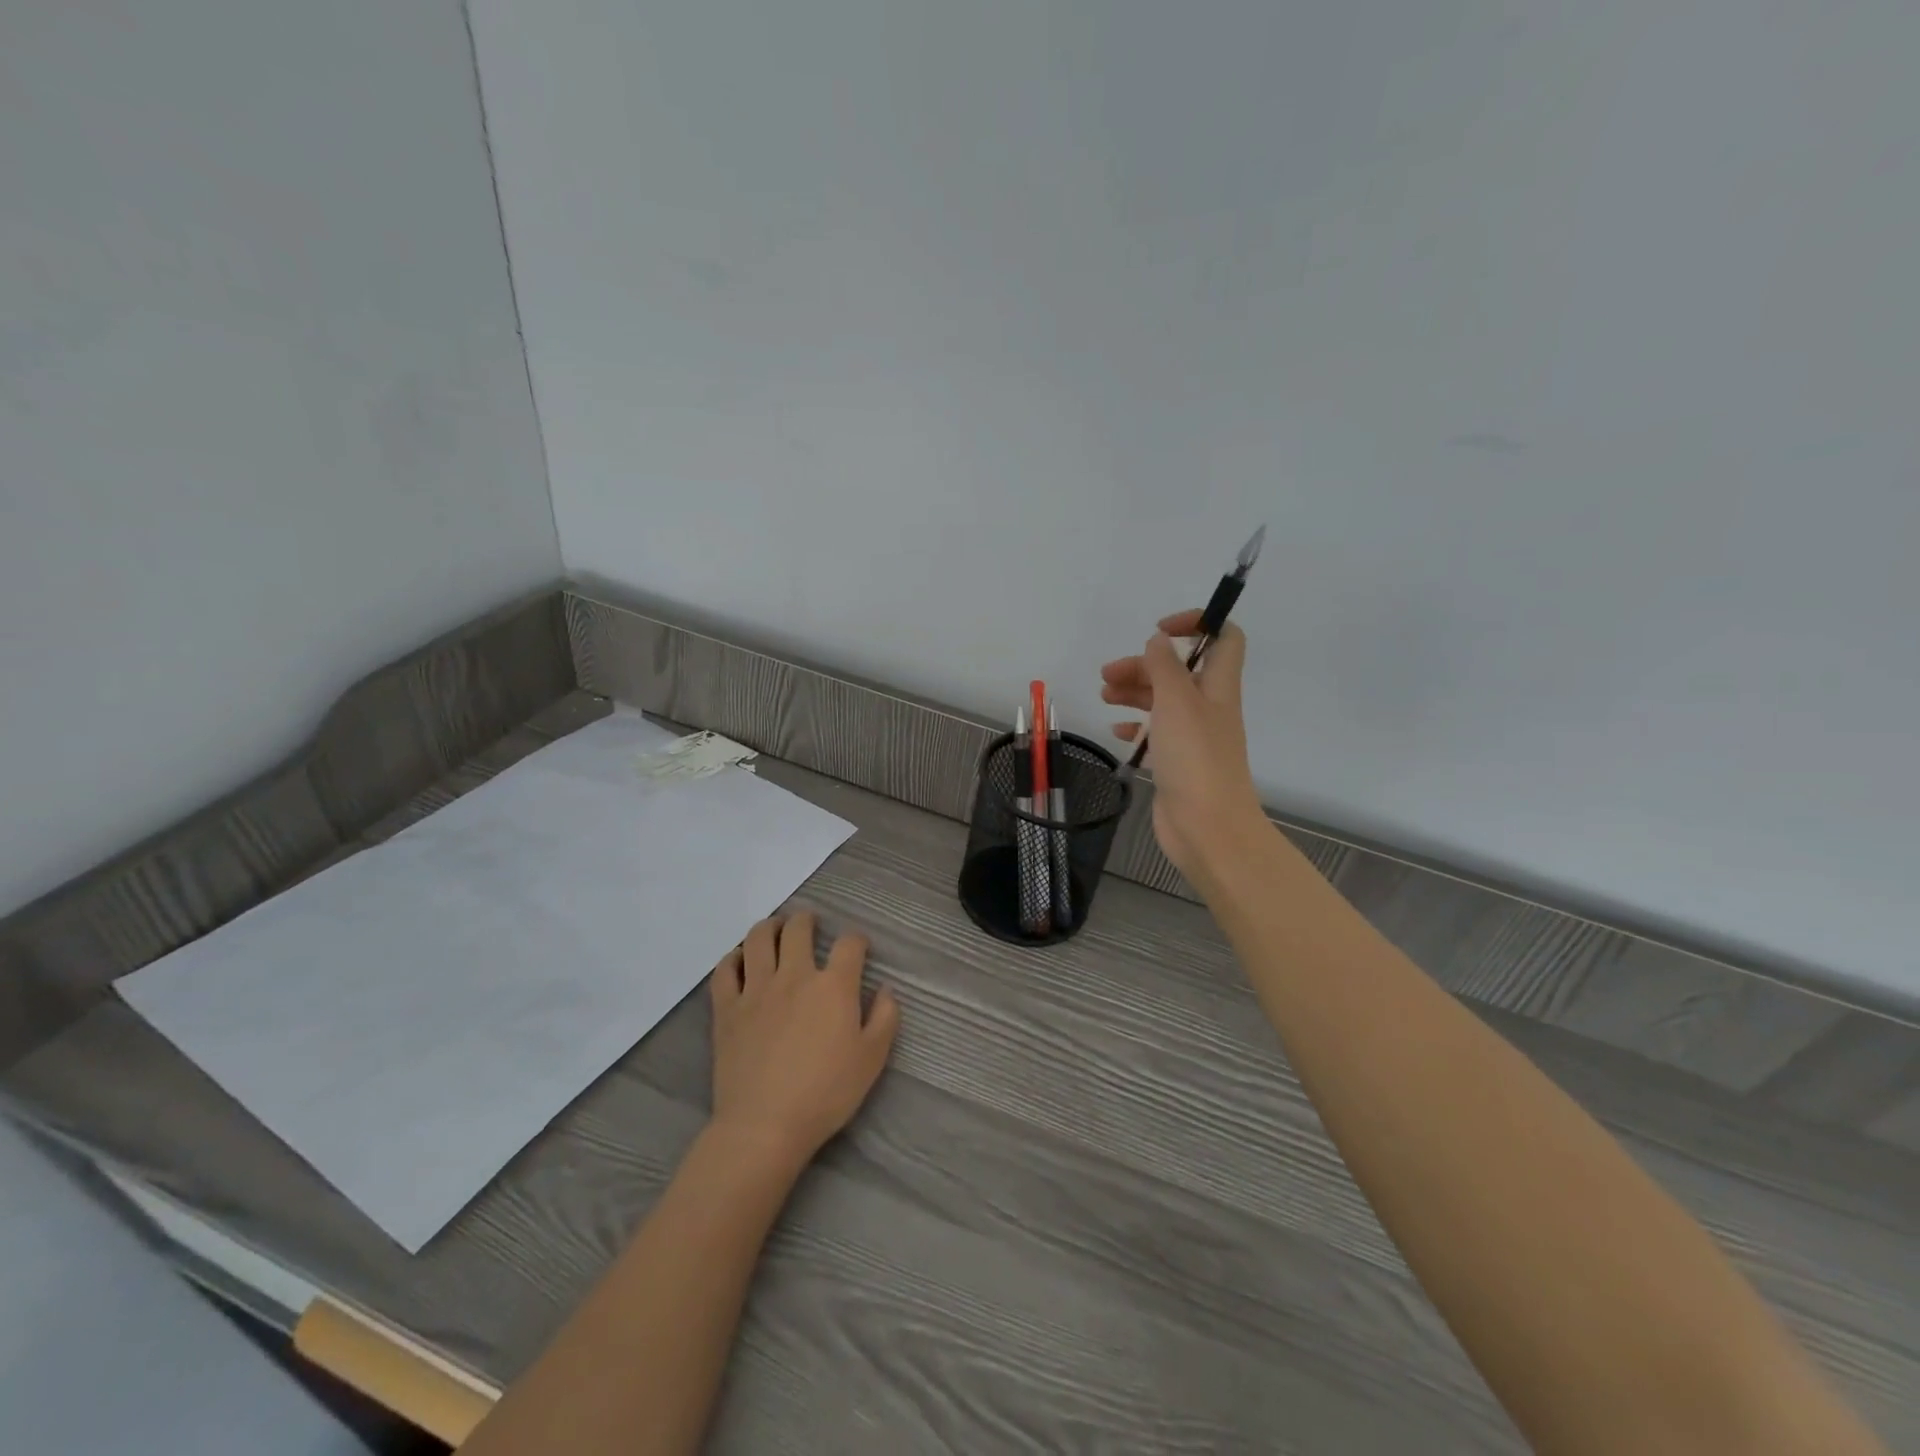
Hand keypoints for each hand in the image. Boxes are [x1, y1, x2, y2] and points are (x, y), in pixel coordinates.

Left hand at [707, 911, 899, 1170]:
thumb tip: (885, 989)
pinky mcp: (727, 1008)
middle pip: (799, 929)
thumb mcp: (872, 1059)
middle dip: (807, 920)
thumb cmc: (826, 1093)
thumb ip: (885, 1018)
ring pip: (759, 939)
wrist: (765, 1125)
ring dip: (770, 926)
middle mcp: (795, 976)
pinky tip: (739, 959)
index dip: (856, 940)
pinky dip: (733, 957)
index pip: (849, 944)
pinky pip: (725, 970)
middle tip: (809, 923)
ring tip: (775, 927)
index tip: (858, 947)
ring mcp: (756, 990)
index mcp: (833, 986)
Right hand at [1100, 610, 1263, 886]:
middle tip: (1108, 674)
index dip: (1198, 624)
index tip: (1159, 630)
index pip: (1225, 638)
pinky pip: (1155, 734)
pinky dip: (1135, 726)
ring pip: (1163, 701)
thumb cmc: (1195, 758)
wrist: (1207, 828)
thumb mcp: (1177, 701)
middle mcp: (1208, 708)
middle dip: (1145, 665)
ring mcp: (1193, 737)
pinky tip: (1116, 730)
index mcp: (1218, 687)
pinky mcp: (1177, 763)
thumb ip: (1165, 667)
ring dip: (1135, 692)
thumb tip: (1159, 640)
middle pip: (1180, 671)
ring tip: (1104, 696)